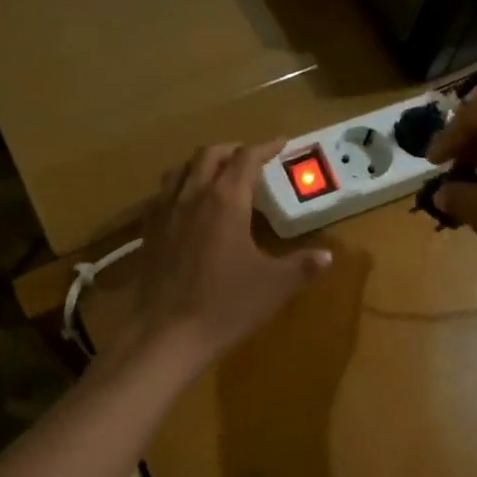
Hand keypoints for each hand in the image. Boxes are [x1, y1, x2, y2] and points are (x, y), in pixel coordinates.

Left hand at [126, 141, 332, 368]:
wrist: (167, 334)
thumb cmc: (226, 305)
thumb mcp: (274, 286)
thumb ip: (302, 266)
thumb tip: (327, 256)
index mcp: (226, 200)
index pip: (246, 158)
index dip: (265, 147)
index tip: (281, 142)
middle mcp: (192, 195)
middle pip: (209, 155)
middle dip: (232, 150)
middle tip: (251, 158)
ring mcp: (165, 212)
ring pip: (180, 170)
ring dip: (201, 164)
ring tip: (216, 175)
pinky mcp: (149, 232)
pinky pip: (162, 195)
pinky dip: (178, 187)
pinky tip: (186, 206)